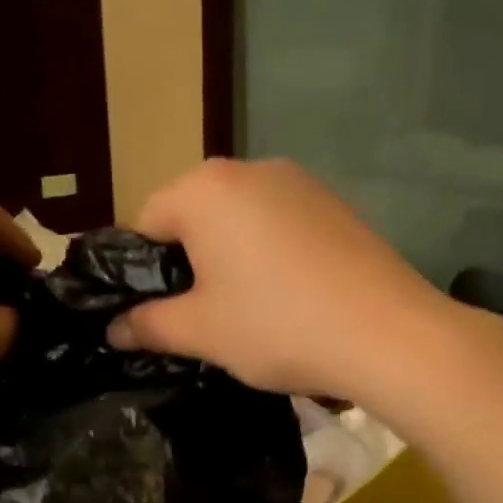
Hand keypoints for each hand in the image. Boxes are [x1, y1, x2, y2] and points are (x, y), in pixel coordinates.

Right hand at [106, 159, 460, 400]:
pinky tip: (296, 296)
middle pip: (196, 214)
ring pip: (242, 220)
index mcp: (206, 189)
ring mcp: (302, 183)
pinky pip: (284, 225)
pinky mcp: (338, 204)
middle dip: (191, 262)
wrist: (388, 333)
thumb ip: (149, 324)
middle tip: (206, 316)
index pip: (146, 221)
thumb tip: (114, 329)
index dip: (143, 271)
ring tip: (255, 310)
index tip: (159, 313)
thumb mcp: (202, 332)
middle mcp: (251, 169)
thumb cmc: (278, 326)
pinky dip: (275, 254)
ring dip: (234, 257)